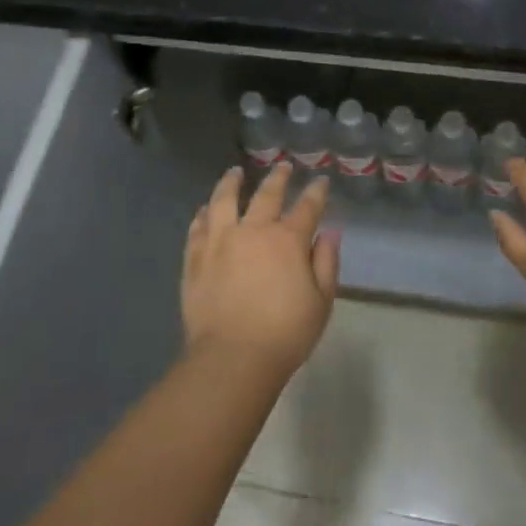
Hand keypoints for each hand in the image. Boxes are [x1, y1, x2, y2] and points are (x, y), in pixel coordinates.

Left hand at [182, 165, 339, 380]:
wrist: (232, 358)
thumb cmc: (285, 333)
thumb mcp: (321, 302)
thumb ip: (326, 262)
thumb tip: (330, 232)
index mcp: (288, 240)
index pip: (307, 207)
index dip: (316, 192)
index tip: (320, 180)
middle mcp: (254, 231)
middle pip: (267, 195)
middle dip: (278, 178)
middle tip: (282, 166)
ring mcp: (220, 242)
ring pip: (224, 201)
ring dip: (231, 183)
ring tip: (235, 172)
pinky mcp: (196, 259)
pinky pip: (198, 228)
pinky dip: (203, 214)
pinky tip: (205, 209)